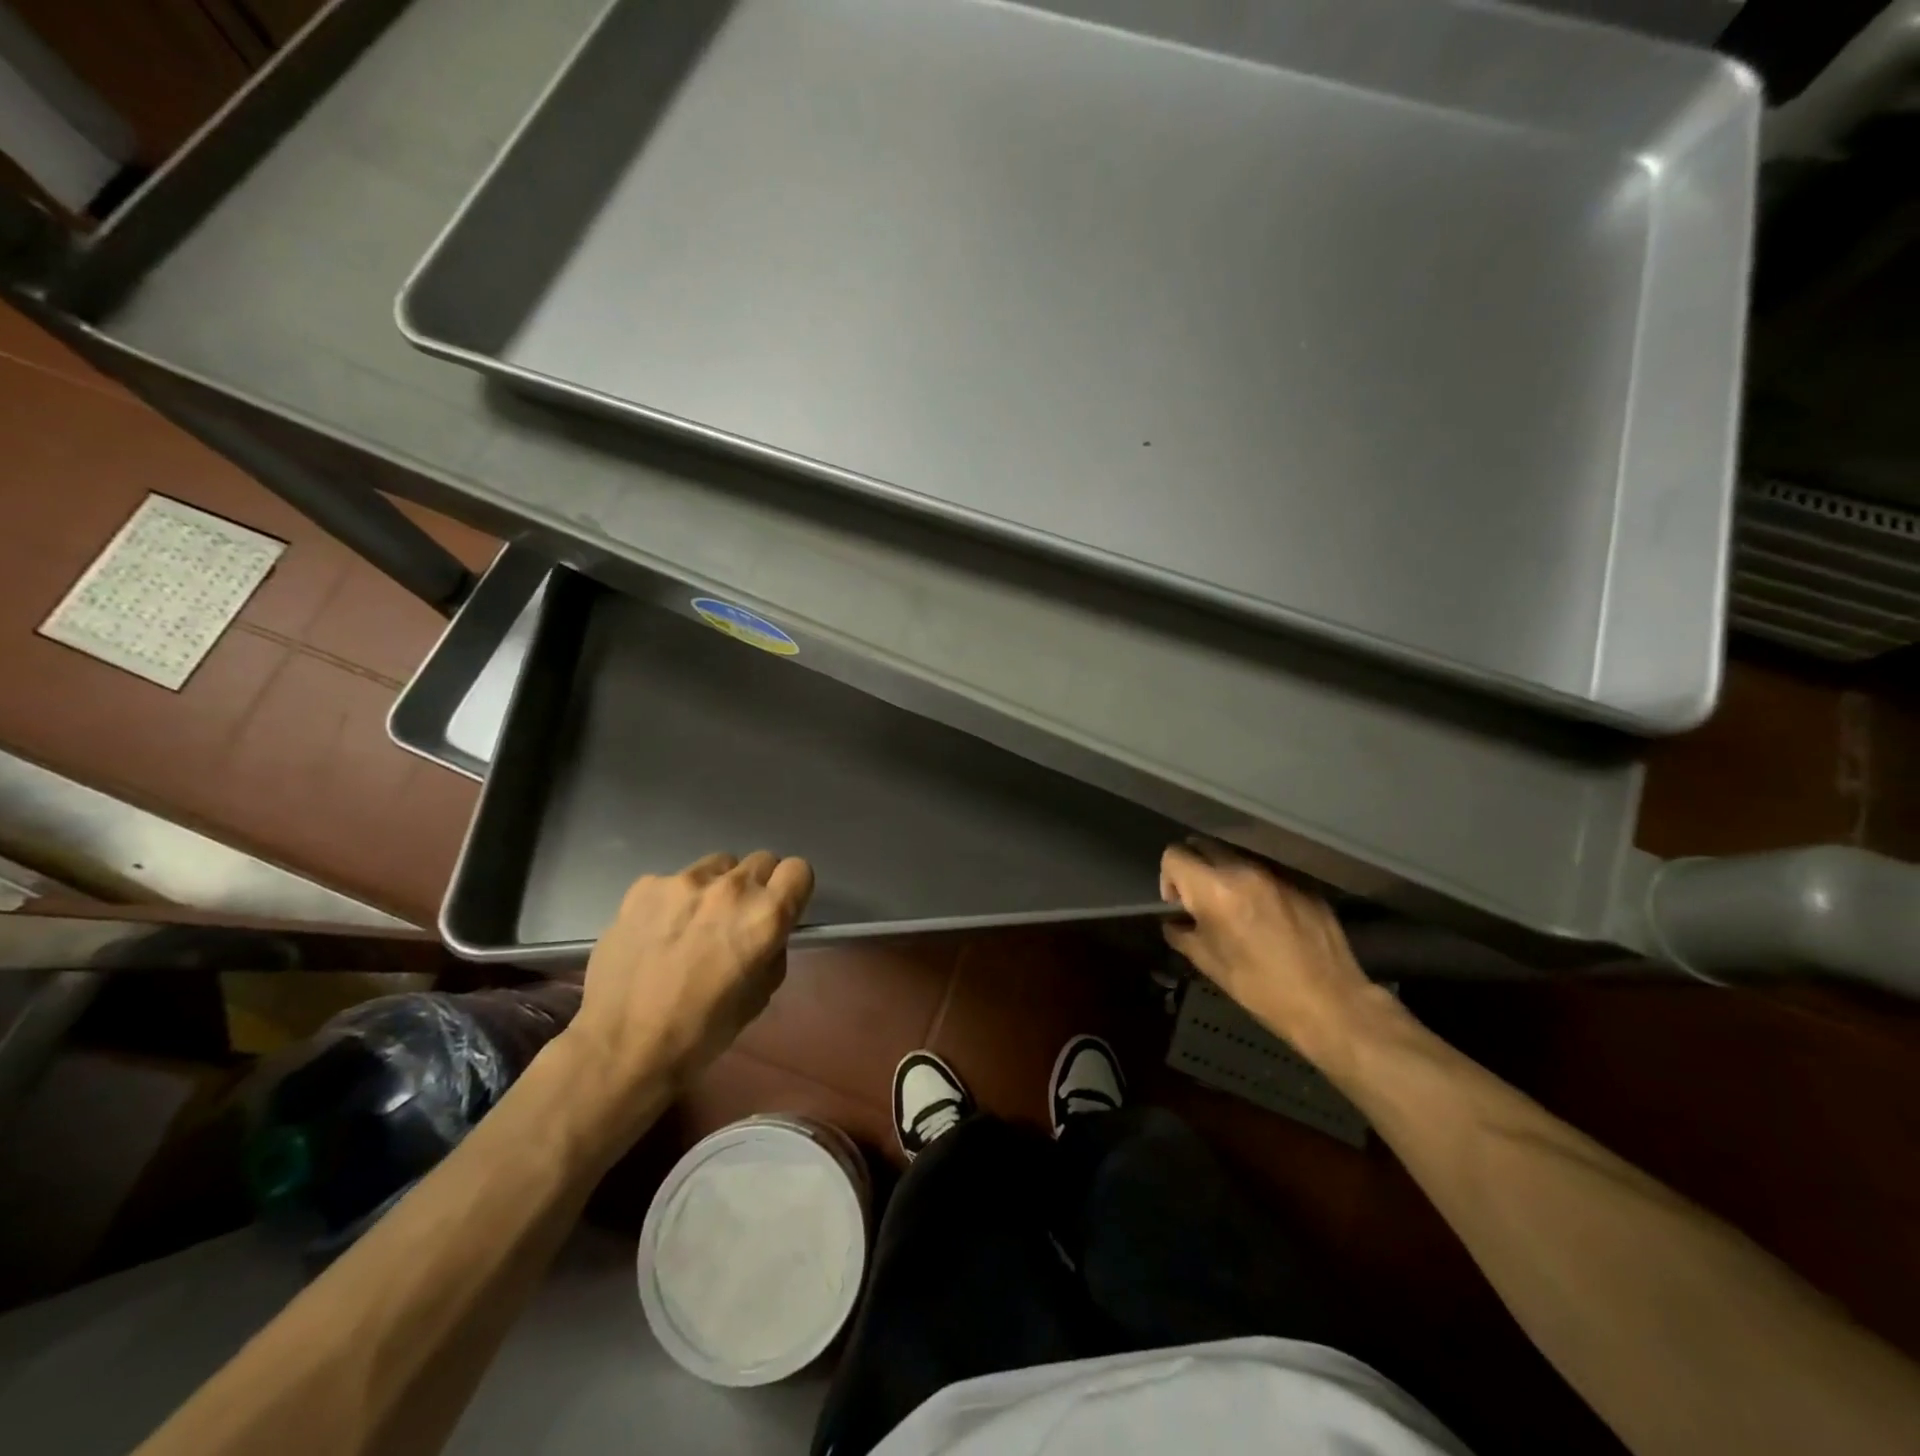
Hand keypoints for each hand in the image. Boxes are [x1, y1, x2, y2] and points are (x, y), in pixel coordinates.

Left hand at [563, 851, 813, 1096]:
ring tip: (694, 922)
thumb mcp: (760, 996)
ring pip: (718, 865)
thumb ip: (772, 950)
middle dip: (757, 886)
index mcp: (764, 916)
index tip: (781, 908)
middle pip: (761, 860)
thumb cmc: (701, 1032)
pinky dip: (675, 899)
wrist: (622, 1046)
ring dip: (717, 887)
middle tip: (737, 919)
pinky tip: (658, 931)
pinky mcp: (645, 886)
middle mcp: (730, 888)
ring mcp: (684, 882)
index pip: (799, 870)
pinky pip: (674, 880)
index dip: (792, 890)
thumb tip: (767, 932)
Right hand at [1160, 840, 1380, 1066]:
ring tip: (1234, 907)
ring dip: (1225, 874)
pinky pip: (1267, 872)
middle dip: (1194, 867)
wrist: (1330, 1003)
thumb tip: (1173, 922)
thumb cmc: (1260, 988)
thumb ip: (1182, 934)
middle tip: (1200, 899)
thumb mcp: (1209, 964)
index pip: (1175, 855)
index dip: (1168, 877)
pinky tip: (1267, 916)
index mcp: (1215, 890)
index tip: (1178, 903)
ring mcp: (1277, 873)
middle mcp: (1244, 871)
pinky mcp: (1303, 882)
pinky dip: (1256, 885)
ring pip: (1237, 856)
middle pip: (1204, 845)